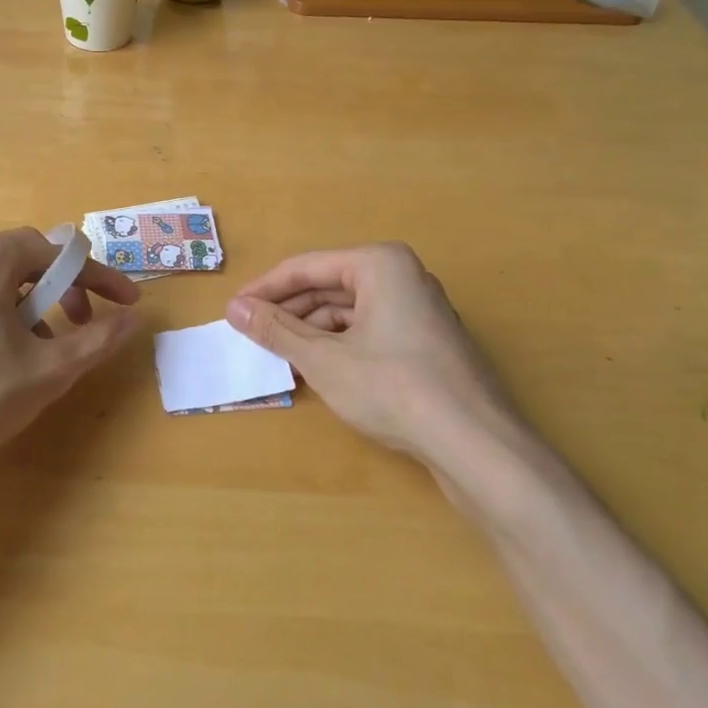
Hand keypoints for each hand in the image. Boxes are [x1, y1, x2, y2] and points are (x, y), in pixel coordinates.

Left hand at [0, 228, 140, 489]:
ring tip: (37, 350)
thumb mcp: (52, 368)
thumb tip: (134, 317)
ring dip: (26, 306)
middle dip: (59, 289)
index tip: (126, 301)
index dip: (97, 276)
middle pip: (20, 261)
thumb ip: (99, 336)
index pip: (54, 252)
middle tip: (81, 324)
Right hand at [226, 244, 545, 502]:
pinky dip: (339, 346)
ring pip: (349, 311)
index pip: (306, 267)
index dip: (264, 290)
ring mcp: (419, 310)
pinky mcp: (426, 343)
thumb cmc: (393, 388)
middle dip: (288, 312)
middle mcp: (403, 276)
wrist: (475, 444)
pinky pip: (369, 331)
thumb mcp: (323, 359)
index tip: (232, 311)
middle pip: (329, 286)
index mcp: (380, 264)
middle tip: (251, 334)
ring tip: (279, 356)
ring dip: (311, 331)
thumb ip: (275, 330)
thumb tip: (234, 309)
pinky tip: (317, 370)